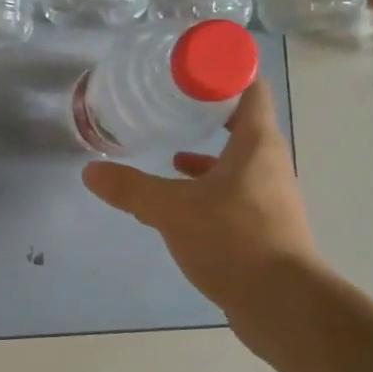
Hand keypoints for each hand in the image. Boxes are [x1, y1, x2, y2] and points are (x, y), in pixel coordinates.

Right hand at [81, 83, 320, 321]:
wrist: (282, 304)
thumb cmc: (232, 240)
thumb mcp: (172, 210)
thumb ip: (130, 189)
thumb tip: (90, 171)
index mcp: (257, 143)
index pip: (249, 88)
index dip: (222, 70)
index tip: (187, 67)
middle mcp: (269, 163)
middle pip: (243, 121)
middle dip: (208, 110)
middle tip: (170, 102)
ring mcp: (269, 195)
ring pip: (238, 160)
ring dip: (208, 151)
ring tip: (170, 147)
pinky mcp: (264, 225)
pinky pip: (234, 191)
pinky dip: (208, 186)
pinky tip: (182, 197)